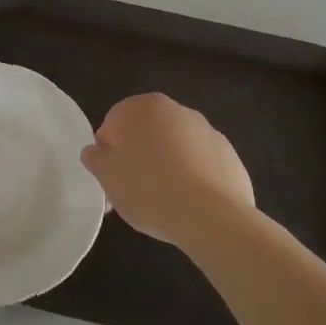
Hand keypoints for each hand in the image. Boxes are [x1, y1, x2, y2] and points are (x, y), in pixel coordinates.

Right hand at [81, 93, 254, 249]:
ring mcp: (209, 133)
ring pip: (175, 150)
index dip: (107, 151)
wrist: (212, 217)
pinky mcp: (230, 158)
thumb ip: (95, 157)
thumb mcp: (107, 176)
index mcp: (145, 107)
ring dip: (164, 168)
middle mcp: (178, 111)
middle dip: (136, 159)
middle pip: (146, 134)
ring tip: (161, 205)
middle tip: (130, 194)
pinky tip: (187, 206)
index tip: (109, 178)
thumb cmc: (149, 189)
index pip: (114, 122)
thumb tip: (96, 151)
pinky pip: (200, 166)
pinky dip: (191, 180)